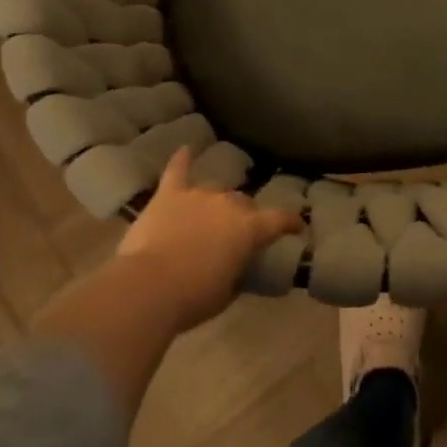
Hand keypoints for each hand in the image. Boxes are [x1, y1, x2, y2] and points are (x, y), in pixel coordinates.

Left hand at [114, 148, 303, 330]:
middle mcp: (227, 204)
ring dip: (215, 202)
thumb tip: (235, 265)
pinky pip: (177, 171)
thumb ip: (236, 272)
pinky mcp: (168, 195)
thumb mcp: (227, 292)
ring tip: (210, 215)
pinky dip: (182, 160)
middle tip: (237, 233)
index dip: (291, 221)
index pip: (279, 219)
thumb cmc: (193, 297)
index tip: (298, 225)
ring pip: (215, 191)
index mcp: (249, 229)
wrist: (148, 286)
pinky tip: (185, 149)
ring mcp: (197, 195)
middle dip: (244, 216)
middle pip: (243, 203)